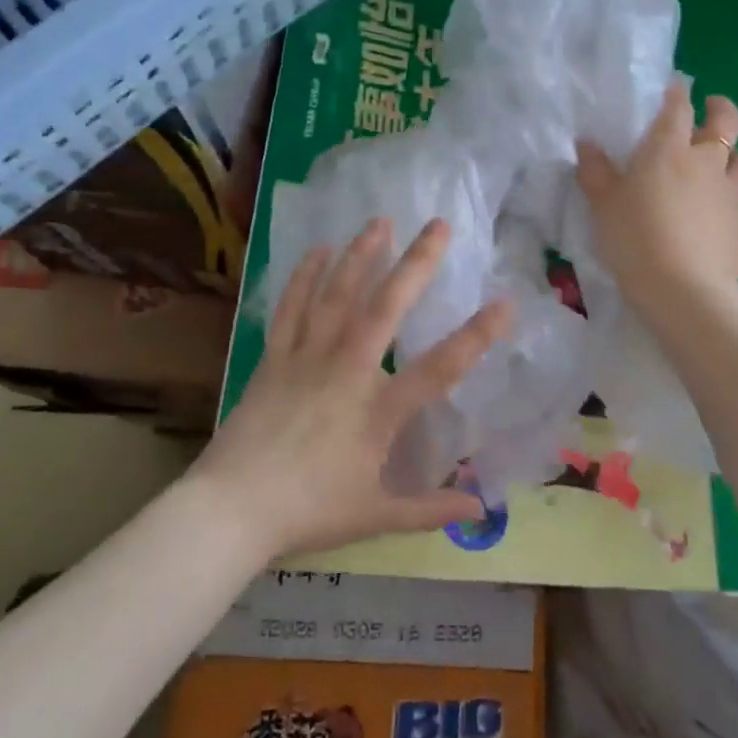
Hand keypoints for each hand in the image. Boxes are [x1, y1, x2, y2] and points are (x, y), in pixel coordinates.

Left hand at [191, 218, 511, 558]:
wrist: (232, 509)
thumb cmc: (309, 512)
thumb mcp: (376, 516)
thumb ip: (430, 509)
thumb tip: (482, 510)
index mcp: (378, 411)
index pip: (439, 369)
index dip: (476, 336)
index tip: (505, 303)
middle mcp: (346, 371)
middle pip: (386, 308)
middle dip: (417, 263)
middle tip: (438, 224)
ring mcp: (307, 358)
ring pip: (337, 295)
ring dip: (360, 255)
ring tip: (380, 221)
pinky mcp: (274, 358)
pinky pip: (291, 307)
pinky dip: (304, 276)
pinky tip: (317, 250)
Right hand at [576, 81, 737, 310]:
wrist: (683, 289)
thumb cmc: (635, 239)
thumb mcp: (603, 205)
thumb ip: (595, 171)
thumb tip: (586, 143)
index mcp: (668, 149)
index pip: (677, 107)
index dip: (676, 94)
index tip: (673, 90)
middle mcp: (707, 161)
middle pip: (726, 121)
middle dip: (720, 109)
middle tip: (711, 110)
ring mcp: (733, 191)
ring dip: (737, 155)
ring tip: (724, 164)